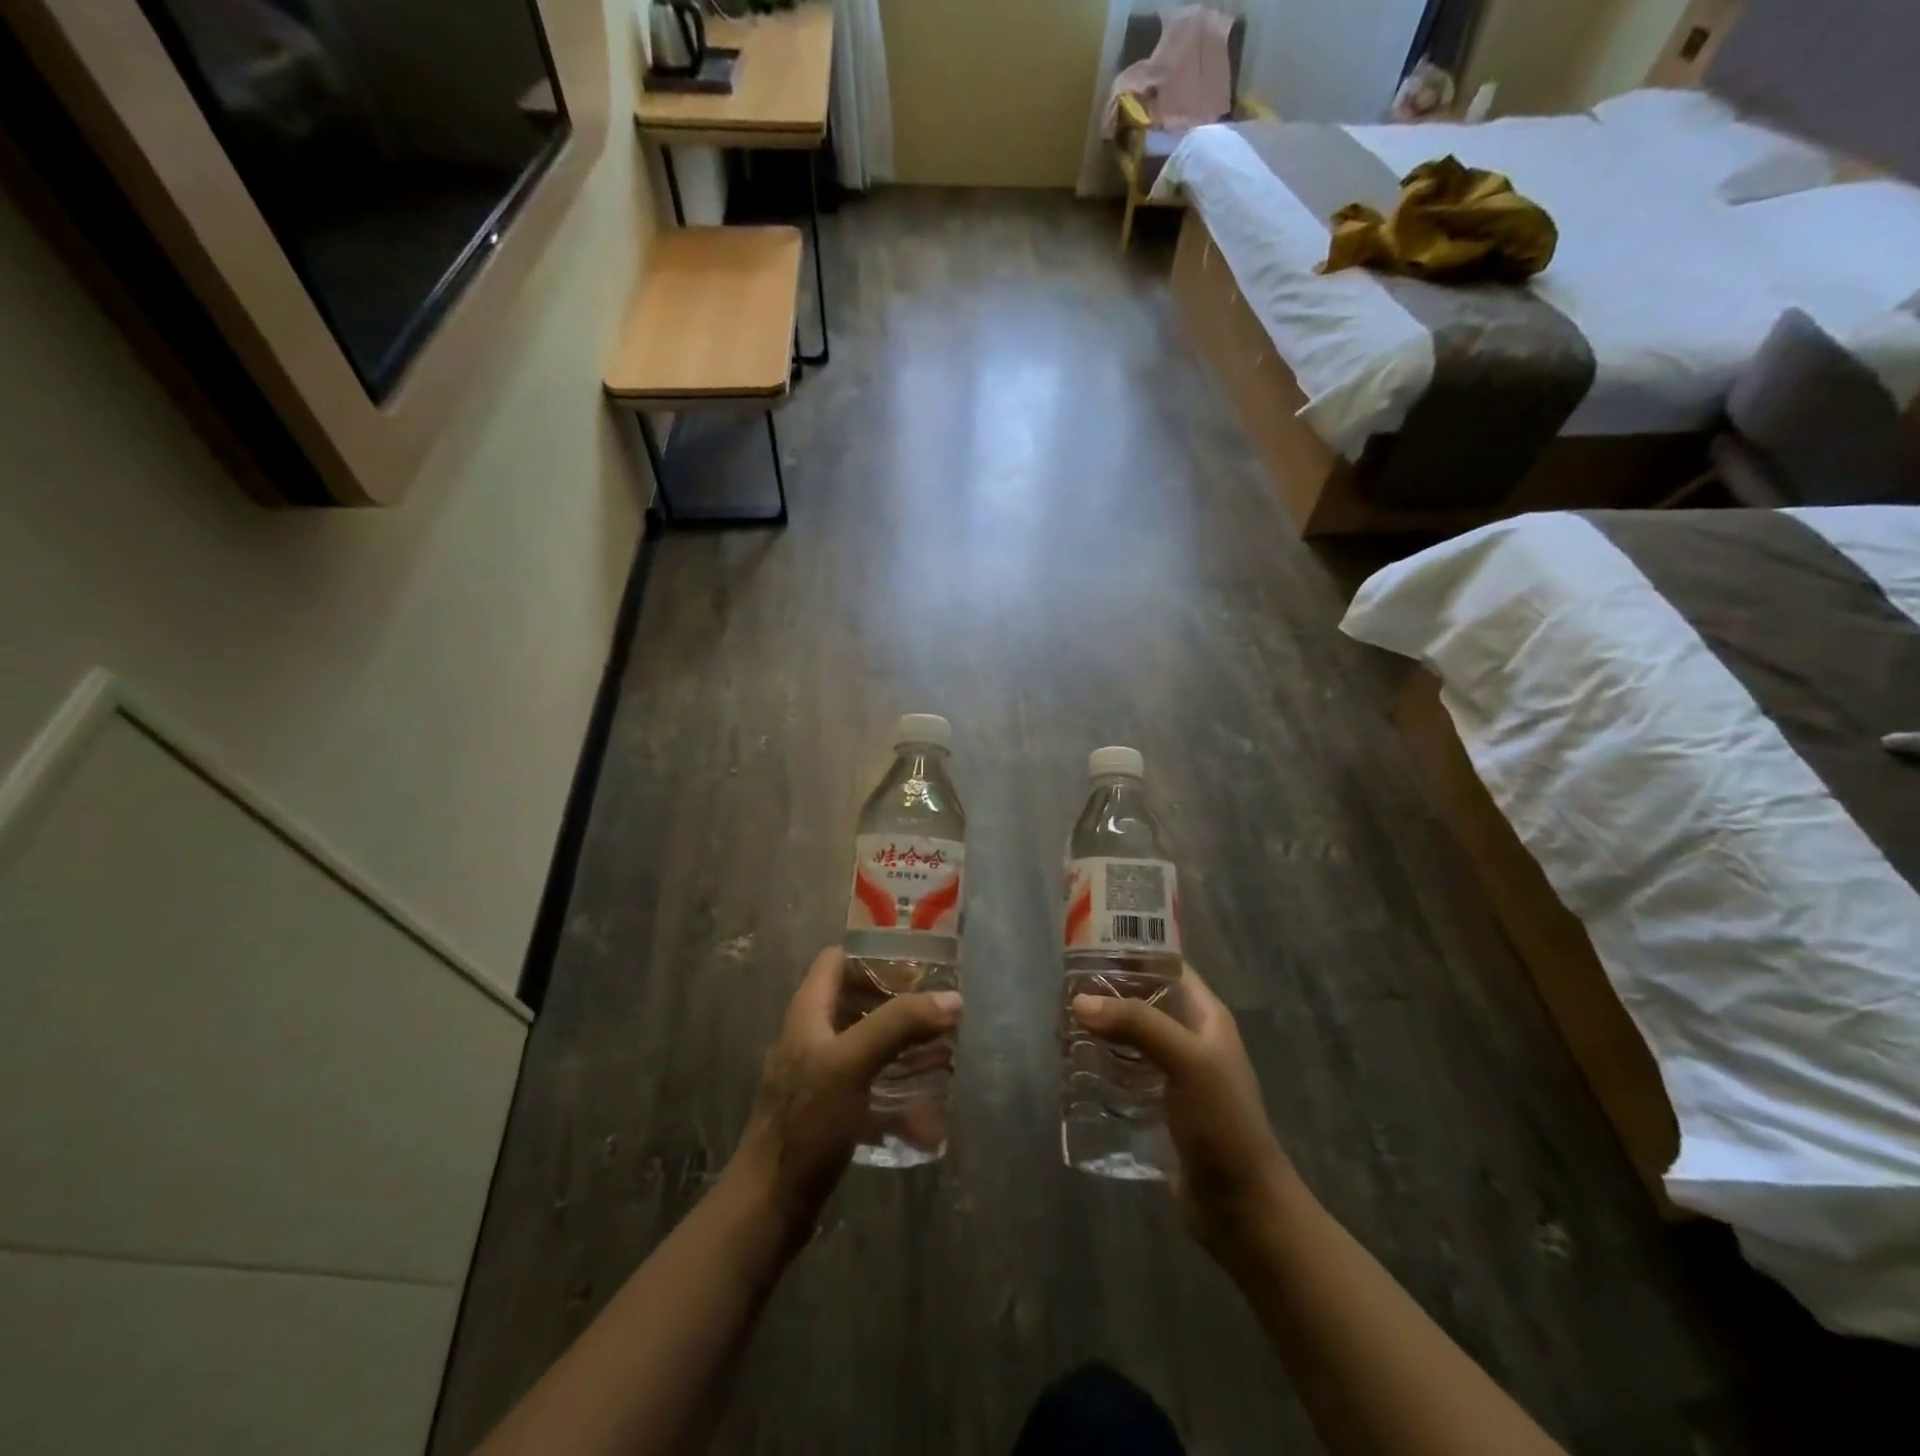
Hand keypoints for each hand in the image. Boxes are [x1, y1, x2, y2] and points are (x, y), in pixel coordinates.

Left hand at [728, 947, 961, 1238]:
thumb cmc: (807, 1122)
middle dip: (899, 1005)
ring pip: (867, 1045)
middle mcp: (811, 1036)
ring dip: (903, 1047)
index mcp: (808, 1012)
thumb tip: (951, 998)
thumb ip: (899, 1024)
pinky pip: (869, 1086)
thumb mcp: (853, 1063)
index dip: (874, 955)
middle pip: (857, 1001)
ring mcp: (819, 1076)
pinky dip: (897, 1090)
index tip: (917, 966)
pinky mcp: (829, 1111)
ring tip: (942, 1054)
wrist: (770, 1206)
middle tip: (939, 1012)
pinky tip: (927, 1110)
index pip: (838, 960)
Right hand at [1072, 965, 1294, 1259]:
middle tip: (1064, 993)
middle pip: (1143, 1000)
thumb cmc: (1223, 1123)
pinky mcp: (1159, 1106)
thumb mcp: (1187, 1062)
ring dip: (1101, 1031)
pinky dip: (1102, 1065)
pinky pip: (1125, 1073)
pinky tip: (1075, 1068)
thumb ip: (1138, 1024)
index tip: (1088, 948)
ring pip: (1130, 1037)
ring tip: (1062, 1029)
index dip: (1133, 952)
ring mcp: (1175, 1074)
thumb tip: (1080, 1001)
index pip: (1167, 966)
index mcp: (1206, 1016)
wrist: (1242, 1208)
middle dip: (1107, 994)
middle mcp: (1190, 1037)